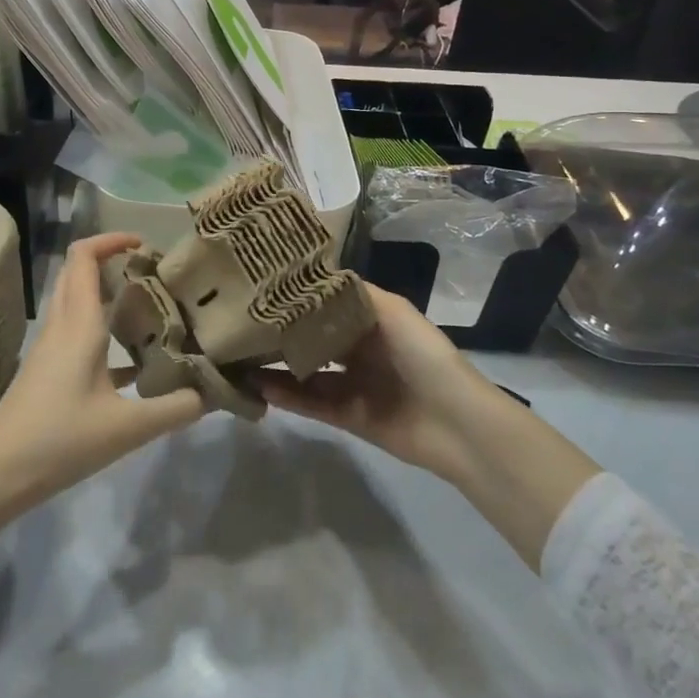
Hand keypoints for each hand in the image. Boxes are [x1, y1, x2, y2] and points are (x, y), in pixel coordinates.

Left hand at [0, 233, 207, 534]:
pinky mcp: (47, 370)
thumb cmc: (60, 441)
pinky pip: (75, 330)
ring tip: (148, 304)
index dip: (112, 240)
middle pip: (78, 271)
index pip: (84, 258)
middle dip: (111, 260)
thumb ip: (175, 409)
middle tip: (152, 272)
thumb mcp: (127, 429)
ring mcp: (50, 348)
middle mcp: (62, 326)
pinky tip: (133, 357)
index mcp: (79, 326)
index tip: (146, 245)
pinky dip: (101, 327)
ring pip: (76, 300)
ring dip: (105, 291)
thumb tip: (212, 393)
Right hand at [259, 284, 601, 571]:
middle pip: (313, 337)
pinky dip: (287, 396)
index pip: (327, 304)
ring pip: (306, 371)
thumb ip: (353, 294)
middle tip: (242, 322)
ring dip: (277, 365)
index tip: (262, 285)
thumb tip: (313, 274)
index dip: (298, 296)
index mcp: (371, 321)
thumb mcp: (393, 311)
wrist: (457, 423)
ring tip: (240, 356)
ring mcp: (352, 384)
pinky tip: (259, 386)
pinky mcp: (347, 417)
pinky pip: (311, 403)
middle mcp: (359, 349)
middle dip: (282, 331)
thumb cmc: (424, 356)